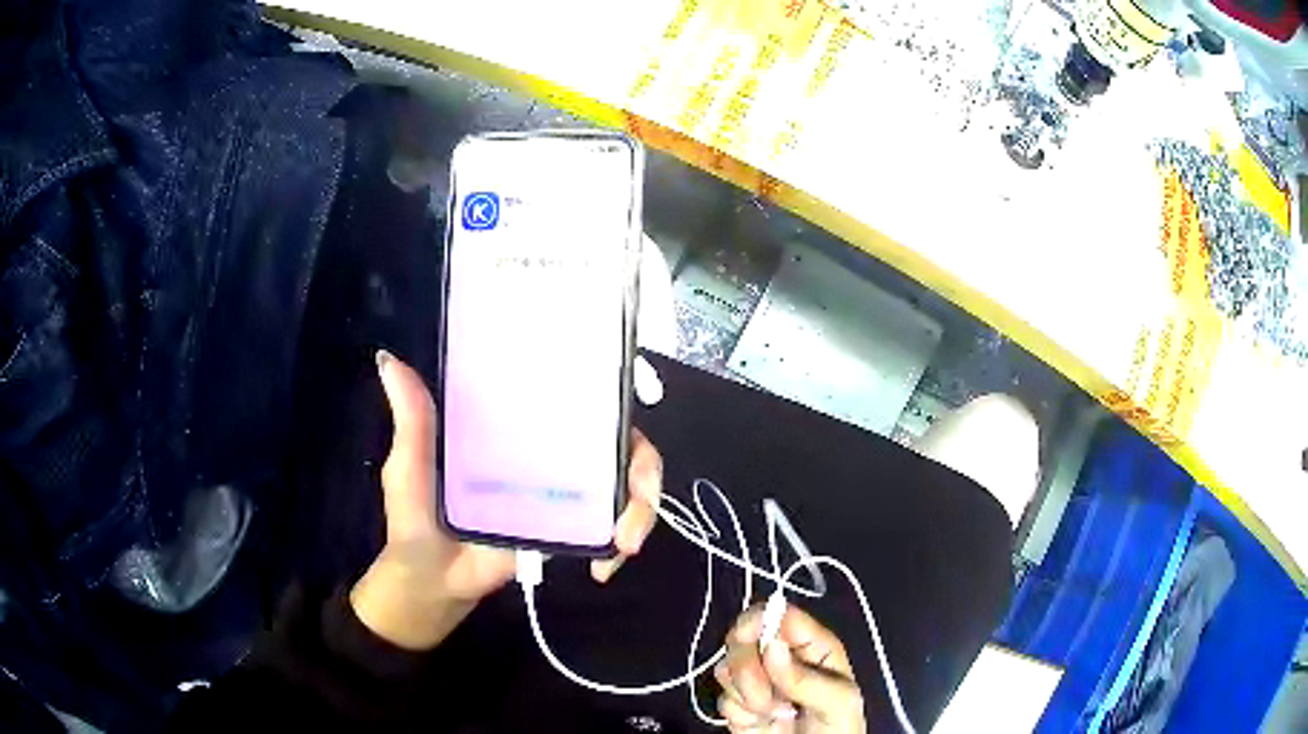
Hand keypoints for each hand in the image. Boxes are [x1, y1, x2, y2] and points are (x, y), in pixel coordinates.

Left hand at [350, 350, 663, 649]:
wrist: (431, 583)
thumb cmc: (416, 519)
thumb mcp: (410, 465)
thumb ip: (411, 419)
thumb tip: (388, 360)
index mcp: (513, 429)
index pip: (570, 398)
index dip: (607, 394)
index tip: (620, 398)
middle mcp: (549, 455)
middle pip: (617, 442)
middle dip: (643, 465)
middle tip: (639, 496)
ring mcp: (566, 494)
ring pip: (627, 484)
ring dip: (643, 509)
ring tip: (627, 542)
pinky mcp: (571, 530)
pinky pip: (613, 528)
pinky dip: (621, 544)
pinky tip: (605, 568)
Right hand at [716, 604, 865, 732]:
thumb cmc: (837, 729)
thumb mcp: (837, 702)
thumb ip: (805, 677)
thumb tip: (772, 645)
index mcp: (812, 645)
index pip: (778, 614)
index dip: (758, 621)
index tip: (747, 639)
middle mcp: (781, 657)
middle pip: (742, 636)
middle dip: (747, 671)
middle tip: (767, 700)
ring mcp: (758, 680)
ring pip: (727, 668)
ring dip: (746, 697)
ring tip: (775, 715)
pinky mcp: (739, 704)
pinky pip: (722, 698)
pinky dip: (738, 715)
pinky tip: (760, 724)